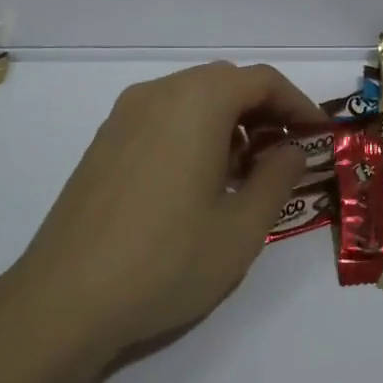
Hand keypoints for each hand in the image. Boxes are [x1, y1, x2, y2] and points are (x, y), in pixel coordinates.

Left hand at [3, 61, 325, 364]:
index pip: (262, 80)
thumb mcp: (242, 227)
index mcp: (197, 102)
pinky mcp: (103, 143)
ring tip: (244, 170)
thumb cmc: (167, 261)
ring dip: (227, 120)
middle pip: (225, 82)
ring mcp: (123, 117)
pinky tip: (198, 181)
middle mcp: (158, 94)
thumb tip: (290, 150)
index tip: (318, 135)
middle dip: (263, 109)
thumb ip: (278, 177)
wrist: (64, 301)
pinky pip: (162, 117)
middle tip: (286, 150)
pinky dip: (193, 131)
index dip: (298, 103)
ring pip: (191, 97)